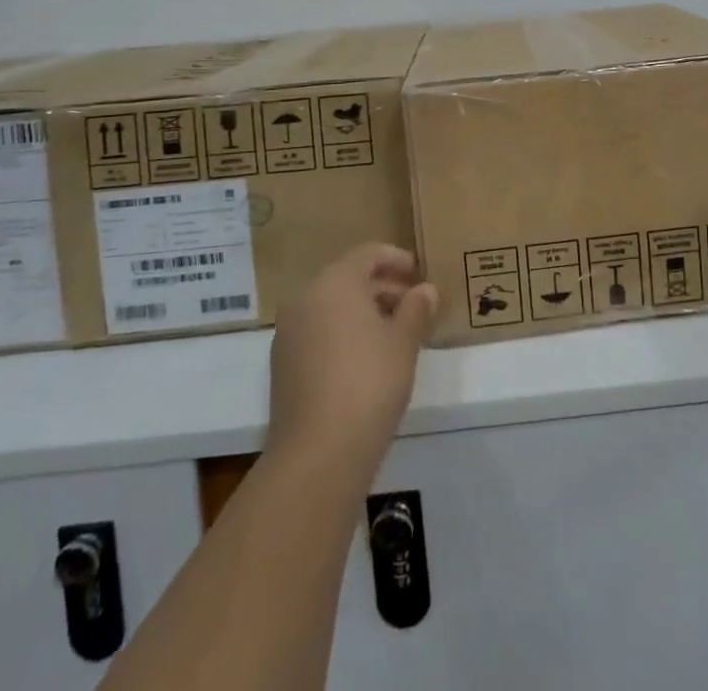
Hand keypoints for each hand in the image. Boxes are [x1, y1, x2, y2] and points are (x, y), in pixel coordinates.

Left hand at [266, 243, 437, 476]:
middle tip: (414, 305)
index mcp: (335, 282)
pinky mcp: (283, 364)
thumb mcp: (404, 342)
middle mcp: (306, 297)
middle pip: (348, 278)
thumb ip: (416, 309)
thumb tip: (425, 290)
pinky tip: (367, 358)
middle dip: (383, 287)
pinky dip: (343, 333)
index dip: (397, 260)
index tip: (420, 274)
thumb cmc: (369, 382)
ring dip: (363, 311)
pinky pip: (318, 331)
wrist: (318, 452)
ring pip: (332, 306)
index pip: (369, 254)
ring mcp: (289, 331)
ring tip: (396, 332)